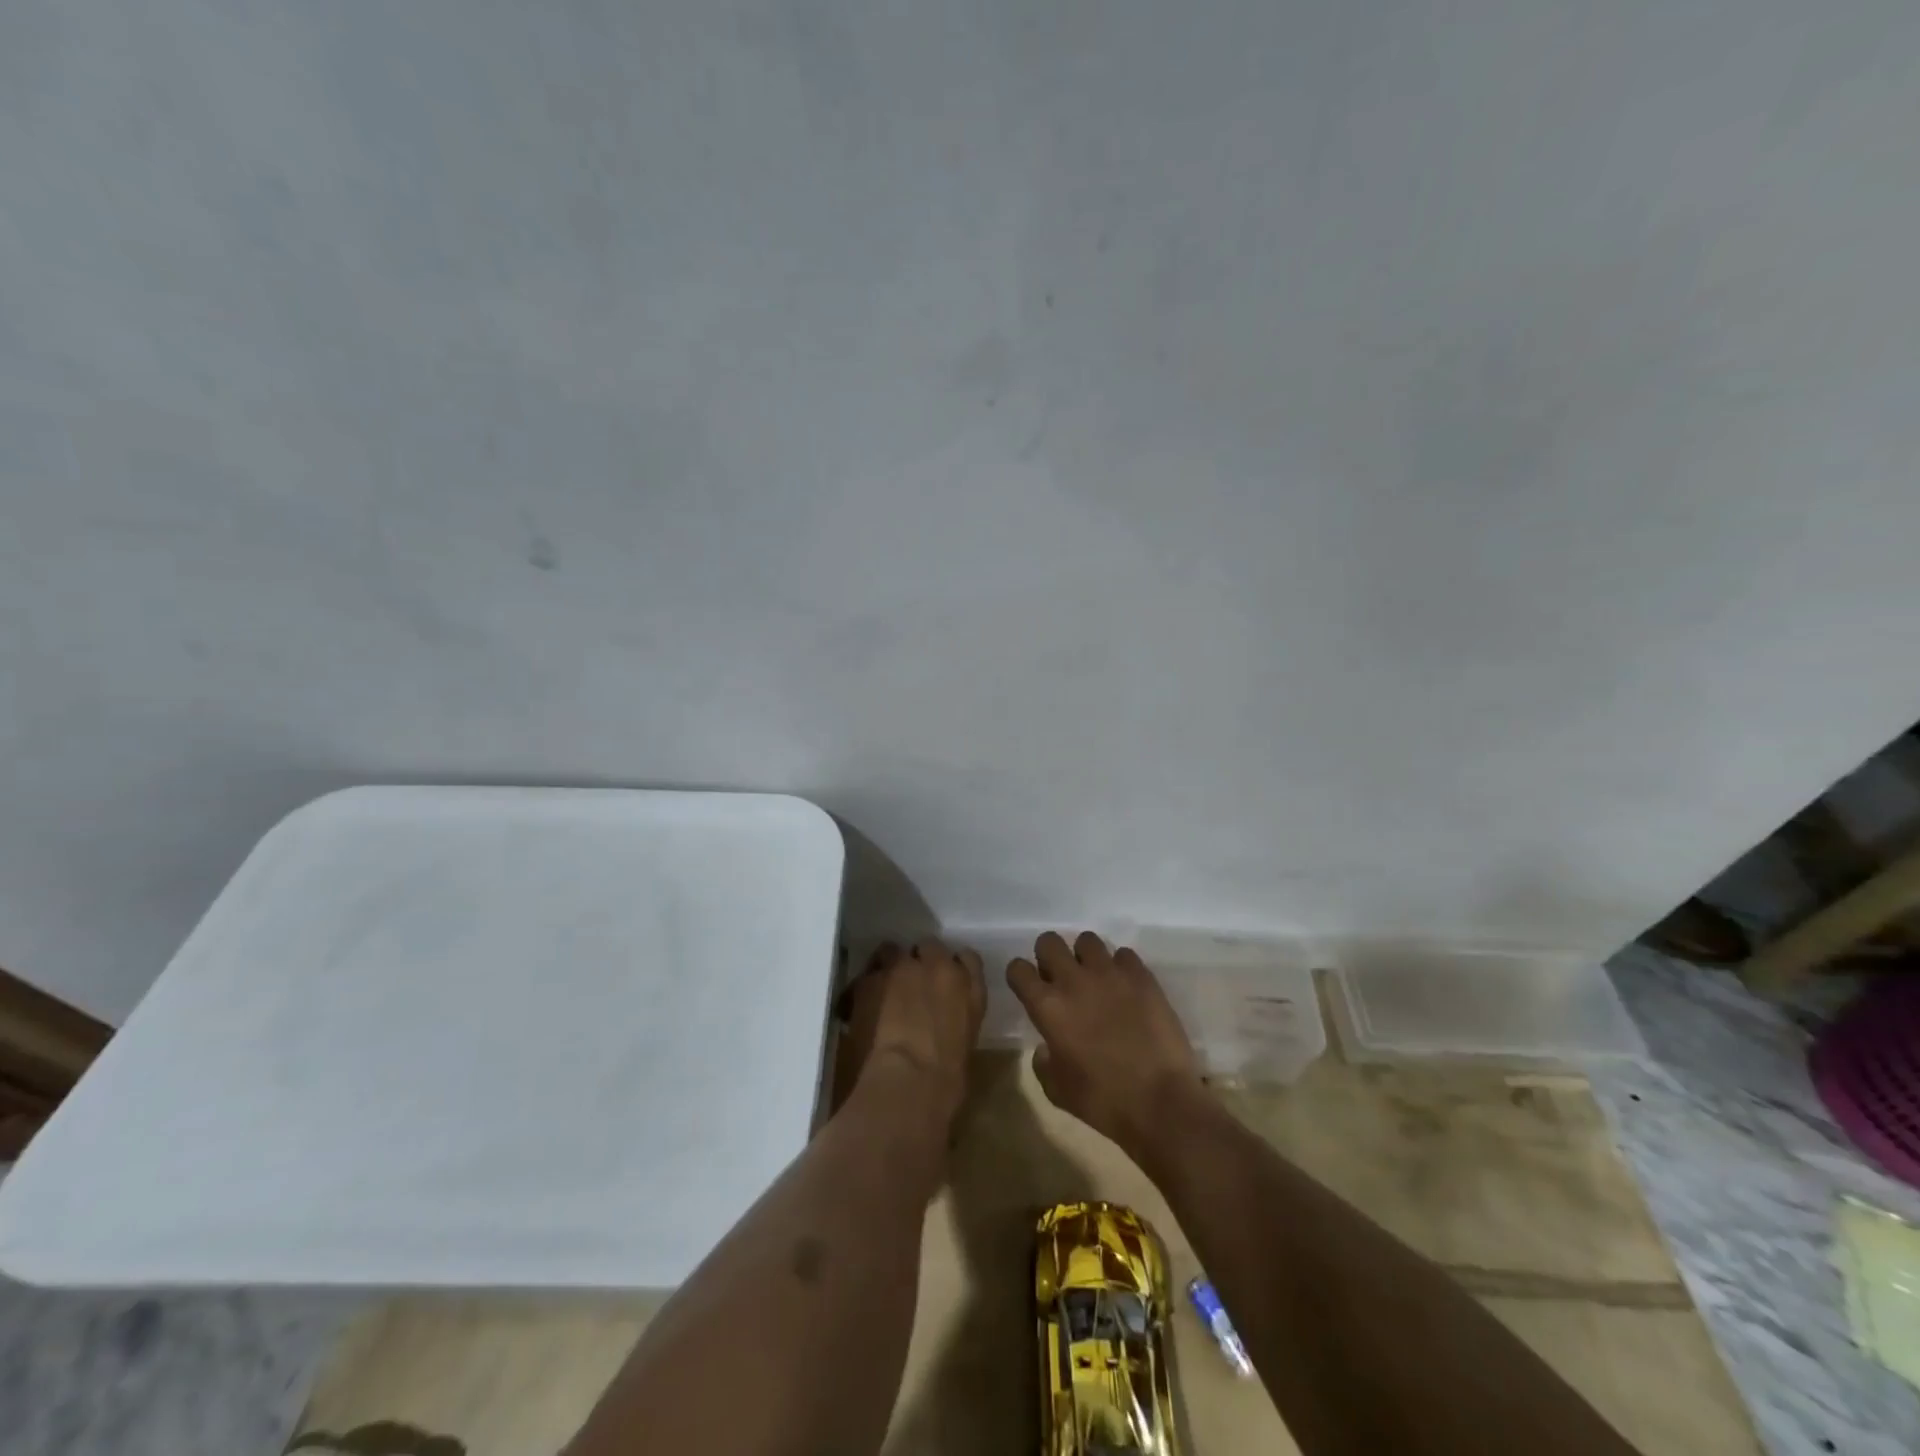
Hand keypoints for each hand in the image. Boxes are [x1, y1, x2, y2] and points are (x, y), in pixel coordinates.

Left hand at [841, 939, 985, 1125]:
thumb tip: (940, 1024)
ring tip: (882, 989)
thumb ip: (954, 1020)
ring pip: (893, 950)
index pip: (968, 959)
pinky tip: (859, 1005)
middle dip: (921, 961)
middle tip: (911, 986)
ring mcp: (902, 968)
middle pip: (930, 946)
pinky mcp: (870, 979)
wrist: (908, 1084)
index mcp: (970, 988)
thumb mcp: (963, 1045)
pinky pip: (866, 974)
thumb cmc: (946, 1083)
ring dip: (890, 965)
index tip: (945, 980)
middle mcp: (939, 967)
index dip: (954, 966)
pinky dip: (864, 986)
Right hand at [1008, 931, 1202, 1154]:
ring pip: (1087, 940)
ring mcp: (1110, 973)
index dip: (1020, 976)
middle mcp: (1074, 980)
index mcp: (1048, 1007)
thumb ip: (1043, 1062)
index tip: (1029, 988)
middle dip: (1049, 956)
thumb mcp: (1057, 1090)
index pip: (1018, 969)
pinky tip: (1127, 989)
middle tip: (1061, 978)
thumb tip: (1046, 1047)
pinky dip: (1121, 967)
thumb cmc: (1103, 1101)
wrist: (1161, 1102)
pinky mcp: (1141, 976)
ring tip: (1096, 979)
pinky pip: (1124, 954)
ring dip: (1086, 957)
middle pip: (1049, 942)